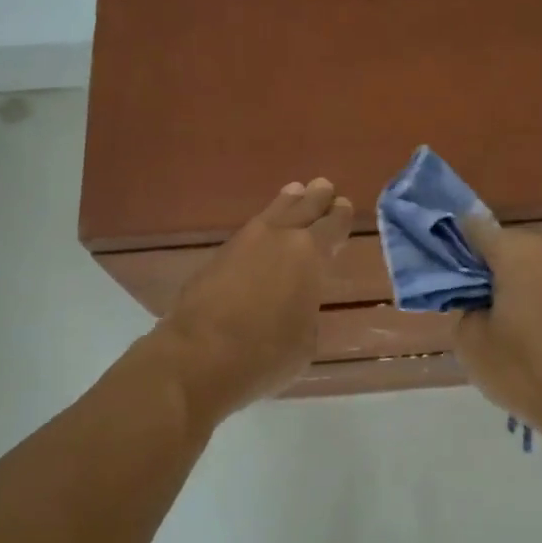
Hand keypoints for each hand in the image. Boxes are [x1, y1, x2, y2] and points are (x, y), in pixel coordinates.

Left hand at [158, 178, 352, 423]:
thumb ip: (306, 310)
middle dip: (315, 198)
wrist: (199, 356)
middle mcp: (279, 238)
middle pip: (302, 208)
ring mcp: (244, 243)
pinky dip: (262, 226)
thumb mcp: (305, 339)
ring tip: (294, 191)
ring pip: (272, 213)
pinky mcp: (217, 257)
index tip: (343, 204)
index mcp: (310, 255)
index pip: (332, 226)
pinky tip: (263, 230)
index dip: (340, 216)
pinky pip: (249, 231)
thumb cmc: (266, 353)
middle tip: (323, 186)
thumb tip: (296, 304)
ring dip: (286, 203)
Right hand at [454, 217, 541, 470]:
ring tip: (510, 316)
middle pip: (511, 244)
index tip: (448, 264)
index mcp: (520, 254)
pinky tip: (539, 325)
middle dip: (491, 264)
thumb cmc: (526, 373)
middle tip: (477, 298)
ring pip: (539, 261)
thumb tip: (477, 296)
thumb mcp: (471, 343)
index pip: (477, 228)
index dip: (457, 242)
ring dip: (521, 278)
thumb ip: (465, 305)